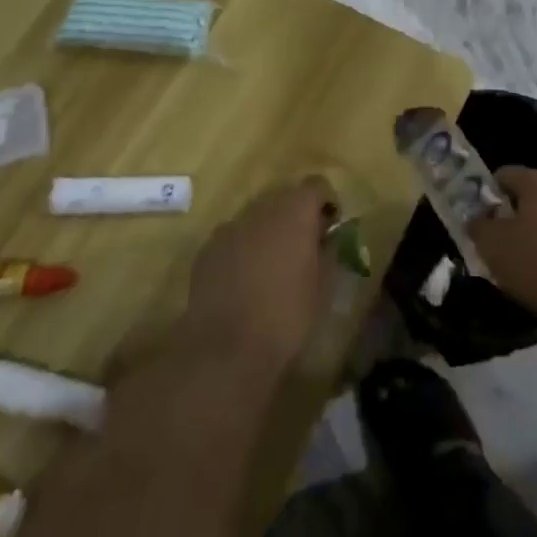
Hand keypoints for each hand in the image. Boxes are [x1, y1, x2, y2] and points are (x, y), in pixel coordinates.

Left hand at [179, 176, 337, 375]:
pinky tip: (244, 282)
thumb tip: (329, 238)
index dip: (326, 204)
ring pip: (256, 217)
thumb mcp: (324, 287)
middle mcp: (261, 208)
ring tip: (272, 268)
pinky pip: (233, 238)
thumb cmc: (286, 316)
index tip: (329, 230)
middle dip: (296, 216)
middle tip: (303, 249)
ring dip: (268, 232)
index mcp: (295, 211)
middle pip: (284, 197)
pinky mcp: (207, 249)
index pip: (316, 185)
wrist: (225, 350)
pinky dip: (243, 249)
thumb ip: (330, 251)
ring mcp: (230, 226)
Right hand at [469, 167, 536, 330]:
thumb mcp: (492, 244)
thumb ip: (477, 225)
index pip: (503, 175)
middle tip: (494, 240)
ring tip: (516, 259)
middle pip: (525, 194)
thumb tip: (476, 219)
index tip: (478, 220)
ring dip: (527, 231)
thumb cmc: (534, 262)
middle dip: (507, 214)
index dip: (486, 195)